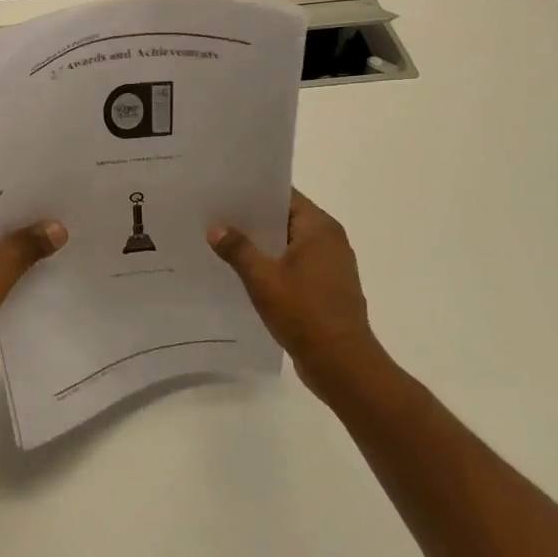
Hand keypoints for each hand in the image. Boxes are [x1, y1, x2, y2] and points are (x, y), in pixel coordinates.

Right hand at [208, 189, 388, 395]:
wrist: (342, 364)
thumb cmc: (305, 313)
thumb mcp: (263, 278)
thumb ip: (238, 249)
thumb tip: (216, 228)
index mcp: (320, 229)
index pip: (284, 196)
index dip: (254, 193)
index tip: (224, 191)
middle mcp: (330, 241)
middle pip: (285, 219)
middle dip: (252, 220)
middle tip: (215, 216)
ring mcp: (330, 266)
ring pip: (288, 245)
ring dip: (261, 246)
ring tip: (222, 243)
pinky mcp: (326, 289)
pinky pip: (293, 267)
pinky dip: (272, 266)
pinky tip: (244, 274)